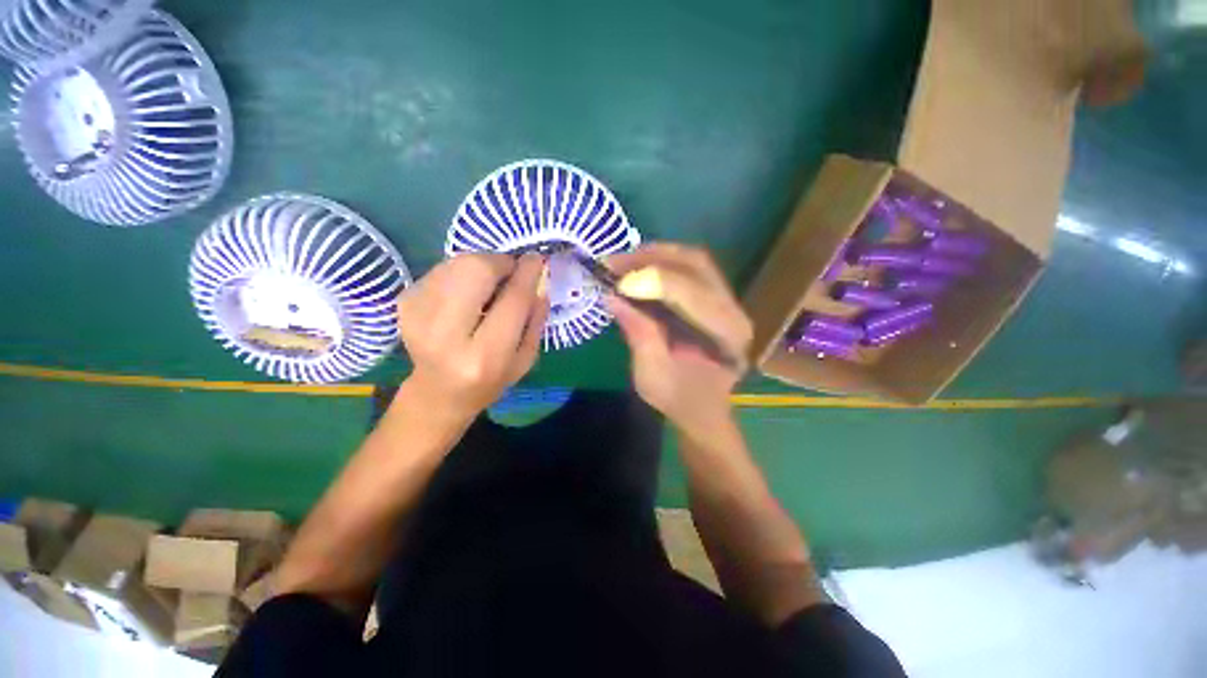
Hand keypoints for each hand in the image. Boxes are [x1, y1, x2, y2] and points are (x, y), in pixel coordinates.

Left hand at [397, 253, 548, 424]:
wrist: (439, 392)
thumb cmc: (491, 379)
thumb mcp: (525, 358)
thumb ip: (535, 317)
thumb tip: (538, 277)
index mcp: (485, 356)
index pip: (512, 302)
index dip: (526, 274)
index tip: (536, 260)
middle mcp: (446, 335)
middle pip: (475, 272)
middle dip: (499, 263)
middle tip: (510, 272)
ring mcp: (417, 316)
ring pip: (457, 264)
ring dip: (481, 266)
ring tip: (488, 286)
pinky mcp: (404, 303)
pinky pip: (442, 269)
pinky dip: (461, 273)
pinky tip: (466, 294)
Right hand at [606, 244, 751, 435]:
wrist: (702, 410)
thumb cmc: (679, 400)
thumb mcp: (652, 375)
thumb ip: (638, 333)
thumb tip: (612, 296)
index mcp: (727, 336)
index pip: (693, 293)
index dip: (654, 281)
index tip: (617, 282)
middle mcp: (734, 311)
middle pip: (696, 265)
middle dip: (652, 257)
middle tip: (615, 262)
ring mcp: (727, 301)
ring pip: (693, 261)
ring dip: (655, 255)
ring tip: (622, 262)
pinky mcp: (714, 299)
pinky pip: (689, 269)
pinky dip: (661, 263)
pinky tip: (637, 269)